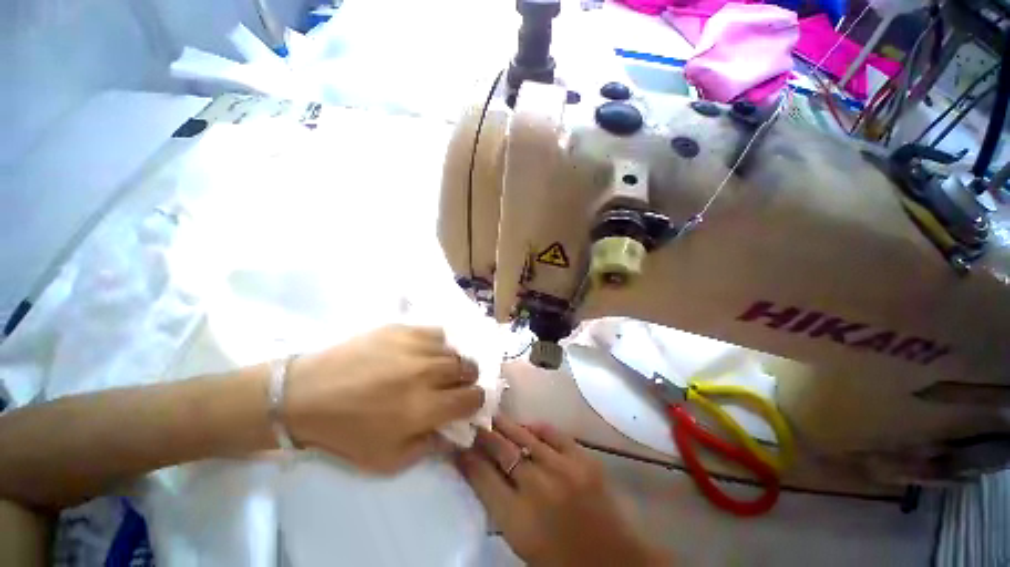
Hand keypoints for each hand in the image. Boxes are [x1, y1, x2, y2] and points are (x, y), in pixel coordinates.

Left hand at [283, 325, 483, 472]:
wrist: (306, 394)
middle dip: (467, 379)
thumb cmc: (346, 432)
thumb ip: (430, 448)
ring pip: (455, 350)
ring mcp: (415, 347)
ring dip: (452, 361)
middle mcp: (427, 373)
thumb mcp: (388, 460)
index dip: (475, 401)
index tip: (467, 402)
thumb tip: (456, 434)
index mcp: (425, 408)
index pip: (473, 397)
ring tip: (437, 368)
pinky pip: (436, 333)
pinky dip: (437, 345)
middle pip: (469, 368)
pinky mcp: (402, 329)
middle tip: (452, 385)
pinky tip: (423, 352)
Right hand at [456, 416, 667, 566]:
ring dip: (506, 425)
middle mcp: (538, 489)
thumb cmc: (560, 559)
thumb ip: (499, 504)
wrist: (615, 562)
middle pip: (501, 451)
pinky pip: (553, 433)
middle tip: (474, 422)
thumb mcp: (520, 540)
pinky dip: (537, 427)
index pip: (482, 477)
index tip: (458, 444)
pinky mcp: (584, 459)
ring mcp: (564, 469)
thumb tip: (480, 469)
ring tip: (493, 416)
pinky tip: (527, 426)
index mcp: (518, 520)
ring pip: (525, 436)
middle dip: (483, 435)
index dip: (467, 458)